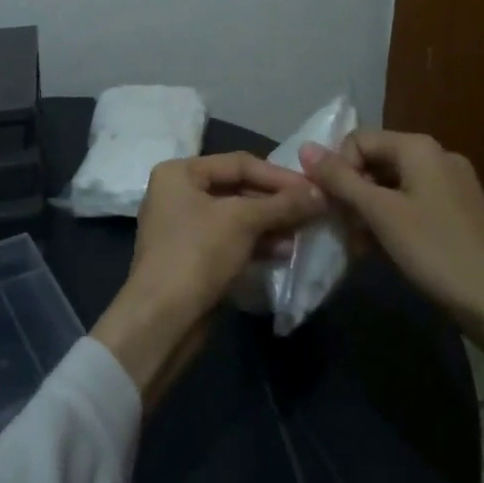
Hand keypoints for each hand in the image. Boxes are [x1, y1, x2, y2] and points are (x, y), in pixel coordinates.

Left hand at [91, 153, 323, 405]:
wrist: (162, 319)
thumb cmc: (197, 254)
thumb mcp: (242, 221)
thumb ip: (282, 204)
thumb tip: (321, 193)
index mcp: (180, 172)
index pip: (238, 163)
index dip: (279, 175)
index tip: (314, 188)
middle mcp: (178, 193)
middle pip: (237, 188)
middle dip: (275, 202)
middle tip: (313, 210)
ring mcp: (184, 227)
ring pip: (236, 216)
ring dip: (270, 223)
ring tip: (303, 233)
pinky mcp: (193, 257)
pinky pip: (230, 240)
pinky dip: (256, 242)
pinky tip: (284, 251)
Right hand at [300, 131, 483, 383]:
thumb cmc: (438, 253)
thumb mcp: (381, 215)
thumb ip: (341, 180)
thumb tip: (305, 148)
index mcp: (419, 148)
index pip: (358, 140)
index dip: (338, 169)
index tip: (333, 207)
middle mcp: (438, 157)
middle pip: (376, 161)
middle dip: (353, 193)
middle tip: (344, 230)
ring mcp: (453, 186)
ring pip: (392, 186)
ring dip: (369, 212)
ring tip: (362, 247)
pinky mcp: (461, 214)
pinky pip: (413, 205)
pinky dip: (393, 222)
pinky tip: (386, 252)